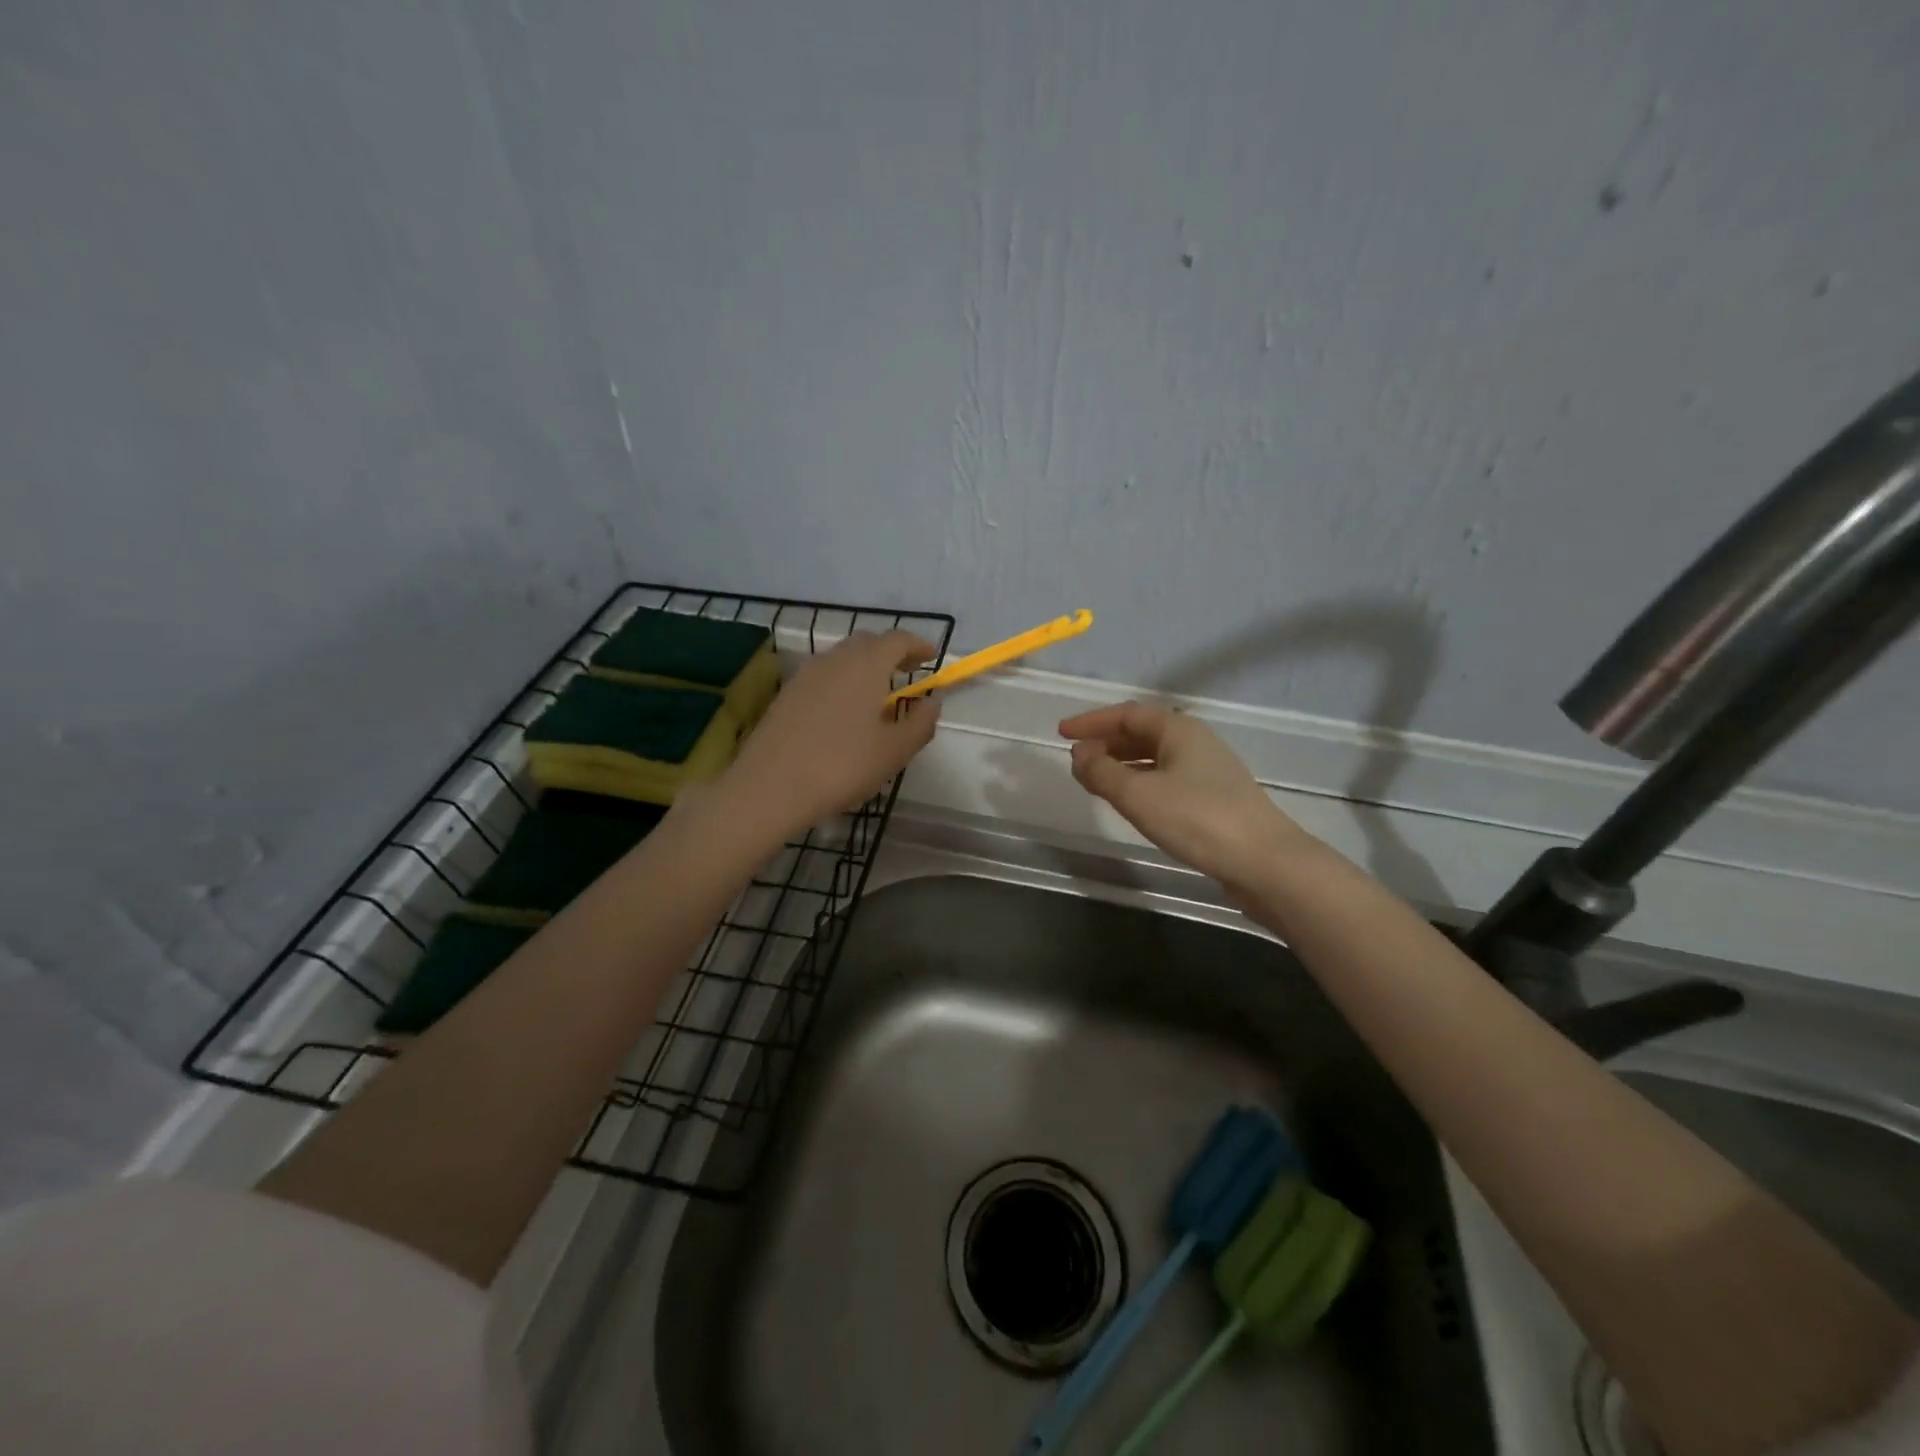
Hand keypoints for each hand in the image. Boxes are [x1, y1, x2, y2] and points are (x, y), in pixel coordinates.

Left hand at [723, 631, 941, 838]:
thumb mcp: (894, 751)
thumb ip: (920, 723)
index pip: (897, 640)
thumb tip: (932, 702)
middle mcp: (834, 659)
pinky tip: (845, 710)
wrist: (770, 787)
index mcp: (865, 665)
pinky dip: (842, 681)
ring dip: (864, 666)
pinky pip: (823, 676)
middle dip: (890, 652)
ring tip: (878, 693)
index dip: (918, 645)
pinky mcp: (787, 694)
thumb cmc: (842, 766)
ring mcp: (805, 675)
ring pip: (842, 658)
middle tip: (907, 672)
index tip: (931, 657)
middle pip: (867, 643)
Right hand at [1059, 701, 1315, 887]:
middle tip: (1076, 758)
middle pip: (1142, 733)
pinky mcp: (1215, 799)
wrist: (1265, 862)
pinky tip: (1132, 802)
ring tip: (1096, 780)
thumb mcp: (1138, 795)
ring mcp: (1209, 771)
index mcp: (1179, 730)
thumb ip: (1102, 773)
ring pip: (1155, 757)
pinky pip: (1167, 778)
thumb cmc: (1197, 819)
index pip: (1127, 714)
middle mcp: (1195, 743)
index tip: (1061, 732)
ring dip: (1122, 763)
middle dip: (1106, 742)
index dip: (1091, 721)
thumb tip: (1079, 754)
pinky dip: (1141, 782)